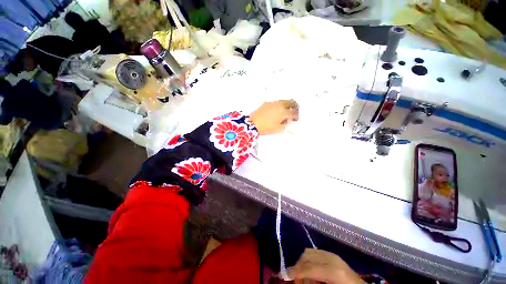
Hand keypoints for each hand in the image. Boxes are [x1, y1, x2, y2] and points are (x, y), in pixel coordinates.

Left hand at [249, 100, 298, 134]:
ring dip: (288, 105)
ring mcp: (273, 102)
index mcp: (284, 111)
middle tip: (294, 112)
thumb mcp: (278, 129)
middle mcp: (280, 104)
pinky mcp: (267, 102)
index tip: (296, 119)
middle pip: (291, 102)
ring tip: (286, 112)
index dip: (297, 116)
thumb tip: (290, 121)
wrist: (253, 123)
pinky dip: (280, 105)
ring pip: (284, 101)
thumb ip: (287, 125)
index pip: (294, 112)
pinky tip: (278, 110)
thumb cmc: (266, 127)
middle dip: (295, 107)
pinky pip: (277, 102)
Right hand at [287, 249, 364, 283]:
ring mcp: (332, 254)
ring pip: (309, 252)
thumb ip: (312, 282)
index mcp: (333, 271)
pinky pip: (315, 253)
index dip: (295, 272)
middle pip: (307, 257)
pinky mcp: (332, 255)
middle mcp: (331, 258)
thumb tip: (298, 279)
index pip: (309, 268)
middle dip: (298, 267)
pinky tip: (312, 271)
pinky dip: (309, 261)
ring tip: (305, 277)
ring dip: (303, 263)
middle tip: (296, 280)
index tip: (284, 275)